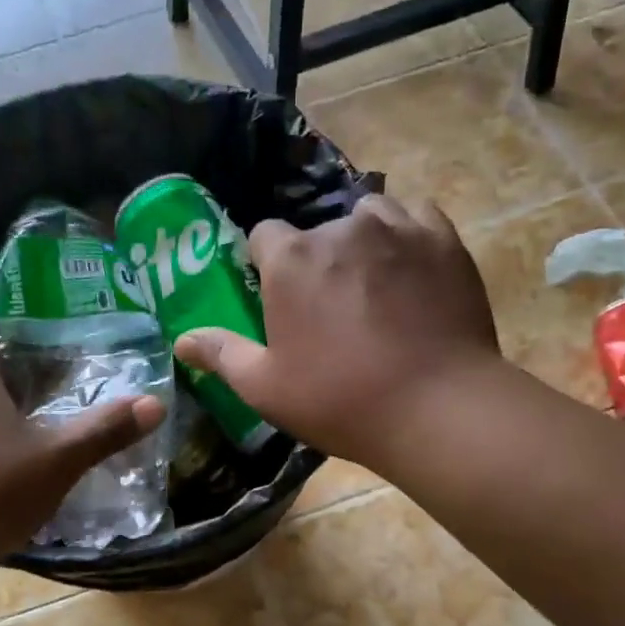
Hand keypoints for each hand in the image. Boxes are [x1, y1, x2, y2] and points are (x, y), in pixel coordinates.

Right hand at [174, 194, 501, 468]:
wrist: (437, 408)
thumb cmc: (340, 400)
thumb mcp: (265, 387)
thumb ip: (222, 354)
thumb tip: (181, 339)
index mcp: (291, 260)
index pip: (264, 236)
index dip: (267, 265)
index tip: (279, 298)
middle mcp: (340, 229)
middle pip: (317, 232)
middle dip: (317, 262)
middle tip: (332, 310)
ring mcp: (397, 228)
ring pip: (367, 217)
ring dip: (362, 242)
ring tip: (373, 284)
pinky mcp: (442, 240)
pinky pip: (416, 217)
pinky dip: (407, 236)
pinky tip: (411, 267)